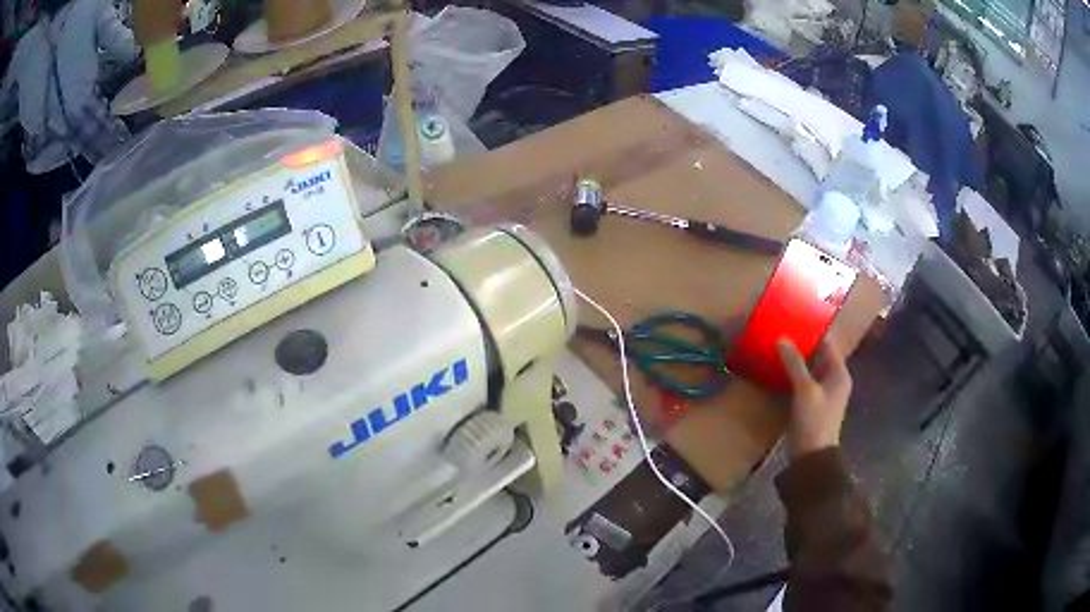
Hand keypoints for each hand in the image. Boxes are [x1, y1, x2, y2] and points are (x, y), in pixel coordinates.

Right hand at [777, 338, 852, 458]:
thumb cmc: (814, 420)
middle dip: (802, 344)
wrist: (812, 457)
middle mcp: (834, 379)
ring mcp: (823, 392)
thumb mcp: (805, 390)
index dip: (814, 331)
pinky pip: (803, 381)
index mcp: (839, 373)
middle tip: (782, 330)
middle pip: (819, 355)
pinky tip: (778, 368)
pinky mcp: (812, 403)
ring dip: (797, 359)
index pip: (828, 344)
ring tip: (777, 345)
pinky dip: (793, 373)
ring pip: (810, 368)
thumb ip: (795, 364)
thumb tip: (782, 338)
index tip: (795, 318)